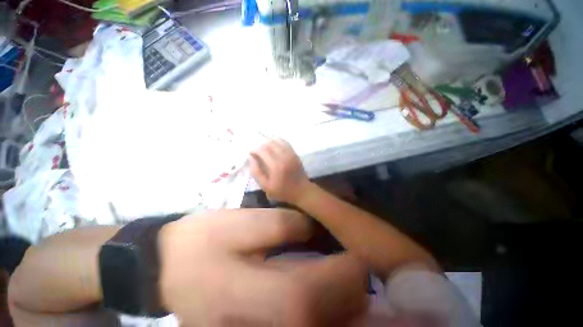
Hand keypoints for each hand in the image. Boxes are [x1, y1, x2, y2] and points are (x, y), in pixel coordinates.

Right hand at [159, 209, 367, 325]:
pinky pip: (304, 322)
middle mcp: (264, 326)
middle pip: (323, 319)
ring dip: (344, 304)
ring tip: (353, 276)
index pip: (314, 294)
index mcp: (256, 297)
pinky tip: (331, 290)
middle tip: (361, 263)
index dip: (345, 274)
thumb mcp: (240, 224)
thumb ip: (280, 224)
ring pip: (318, 325)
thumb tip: (311, 227)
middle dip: (351, 291)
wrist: (167, 267)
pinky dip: (327, 310)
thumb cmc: (202, 241)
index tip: (359, 253)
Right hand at [249, 139, 311, 203]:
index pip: (262, 150)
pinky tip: (274, 146)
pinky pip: (285, 142)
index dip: (254, 149)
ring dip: (268, 142)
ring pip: (277, 140)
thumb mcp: (266, 186)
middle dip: (260, 145)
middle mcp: (283, 156)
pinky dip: (277, 141)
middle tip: (257, 152)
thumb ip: (256, 172)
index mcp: (275, 165)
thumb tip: (250, 158)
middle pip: (269, 143)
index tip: (250, 153)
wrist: (301, 190)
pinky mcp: (294, 153)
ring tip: (265, 149)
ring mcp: (290, 153)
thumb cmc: (282, 191)